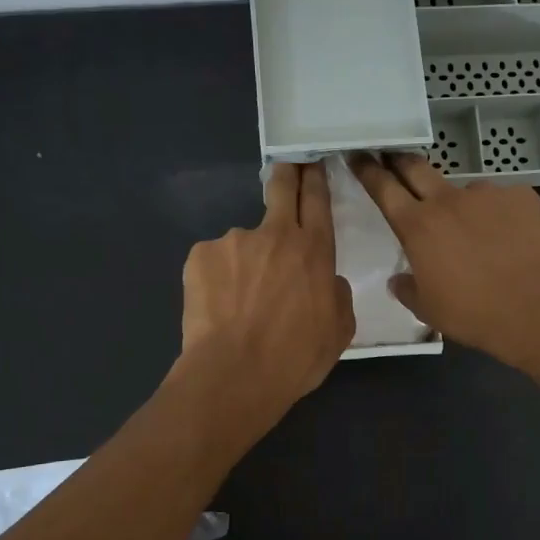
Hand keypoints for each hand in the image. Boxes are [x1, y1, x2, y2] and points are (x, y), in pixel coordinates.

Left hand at [175, 162, 354, 425]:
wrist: (234, 375)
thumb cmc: (295, 358)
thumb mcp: (339, 331)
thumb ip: (336, 294)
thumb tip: (327, 280)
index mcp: (315, 251)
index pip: (317, 200)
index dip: (315, 177)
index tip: (312, 163)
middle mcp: (275, 234)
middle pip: (281, 188)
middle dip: (286, 174)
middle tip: (285, 171)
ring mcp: (233, 241)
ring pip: (244, 243)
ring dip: (245, 262)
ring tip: (239, 302)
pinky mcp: (200, 255)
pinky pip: (214, 262)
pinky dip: (218, 279)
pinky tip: (218, 308)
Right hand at [348, 152, 539, 376]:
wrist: (534, 309)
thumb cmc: (472, 313)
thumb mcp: (427, 309)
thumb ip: (407, 288)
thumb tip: (399, 279)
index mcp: (417, 227)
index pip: (383, 188)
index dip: (367, 169)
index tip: (358, 155)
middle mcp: (448, 201)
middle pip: (416, 168)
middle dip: (401, 161)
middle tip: (394, 160)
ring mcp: (487, 194)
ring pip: (465, 192)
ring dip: (462, 205)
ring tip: (479, 235)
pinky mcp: (521, 197)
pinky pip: (503, 201)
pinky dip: (500, 216)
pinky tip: (511, 240)